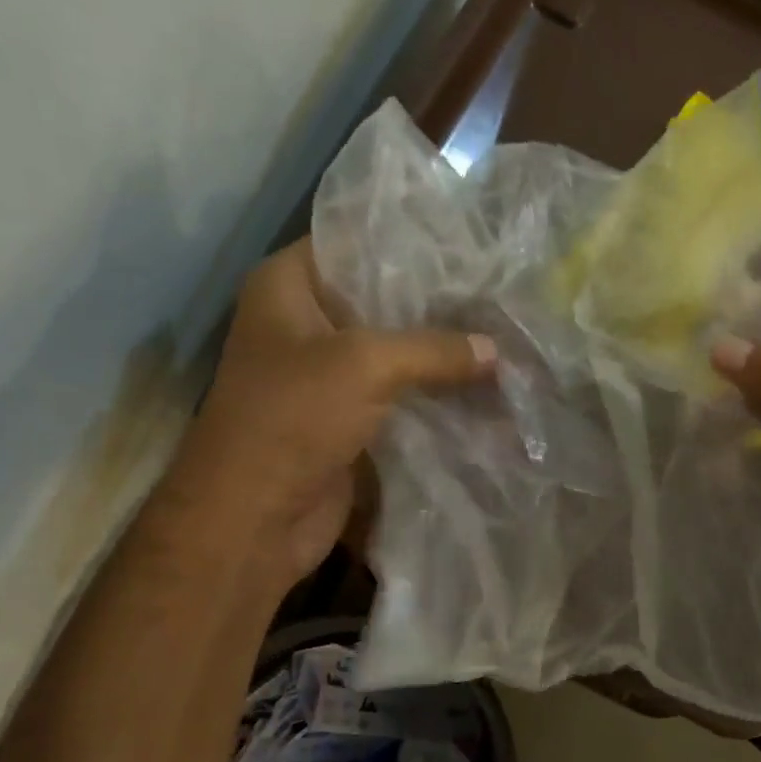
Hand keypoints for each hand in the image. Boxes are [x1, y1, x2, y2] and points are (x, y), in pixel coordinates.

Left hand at [169, 239, 495, 586]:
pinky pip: (402, 395)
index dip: (409, 243)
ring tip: (504, 338)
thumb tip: (496, 349)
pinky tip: (485, 386)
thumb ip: (435, 349)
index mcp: (287, 287)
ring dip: (442, 354)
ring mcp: (329, 375)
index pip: (354, 242)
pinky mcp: (350, 419)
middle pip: (382, 300)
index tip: (468, 247)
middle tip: (498, 296)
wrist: (256, 519)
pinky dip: (436, 395)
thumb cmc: (293, 419)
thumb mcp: (366, 365)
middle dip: (438, 304)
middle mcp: (306, 324)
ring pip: (397, 352)